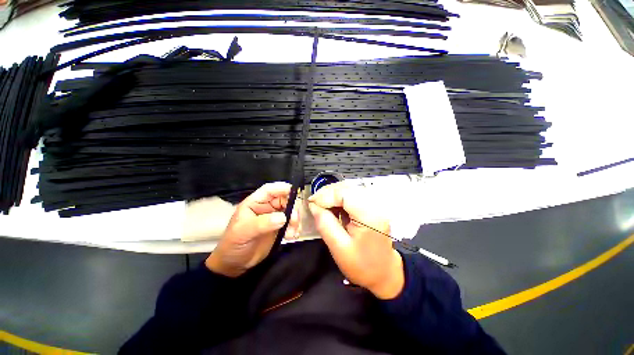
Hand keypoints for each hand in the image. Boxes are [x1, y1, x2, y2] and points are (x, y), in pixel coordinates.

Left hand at [206, 182, 300, 277]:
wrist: (234, 265)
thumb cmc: (233, 244)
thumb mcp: (244, 232)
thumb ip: (262, 223)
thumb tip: (283, 217)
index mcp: (254, 203)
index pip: (269, 190)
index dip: (281, 188)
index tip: (294, 191)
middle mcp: (266, 208)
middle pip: (283, 200)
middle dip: (291, 207)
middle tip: (295, 219)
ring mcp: (273, 218)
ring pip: (289, 212)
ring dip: (294, 220)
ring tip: (293, 232)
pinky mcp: (279, 228)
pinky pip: (291, 224)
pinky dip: (294, 228)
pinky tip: (292, 236)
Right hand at [308, 182, 403, 299]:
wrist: (384, 272)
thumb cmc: (362, 265)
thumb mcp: (339, 248)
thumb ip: (325, 224)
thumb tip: (313, 206)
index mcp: (370, 216)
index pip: (344, 194)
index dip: (325, 195)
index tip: (311, 203)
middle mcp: (376, 204)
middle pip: (347, 187)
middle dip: (327, 192)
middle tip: (314, 203)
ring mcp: (376, 203)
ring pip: (349, 188)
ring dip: (333, 194)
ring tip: (321, 204)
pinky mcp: (372, 205)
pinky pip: (352, 194)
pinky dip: (339, 197)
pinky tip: (333, 205)